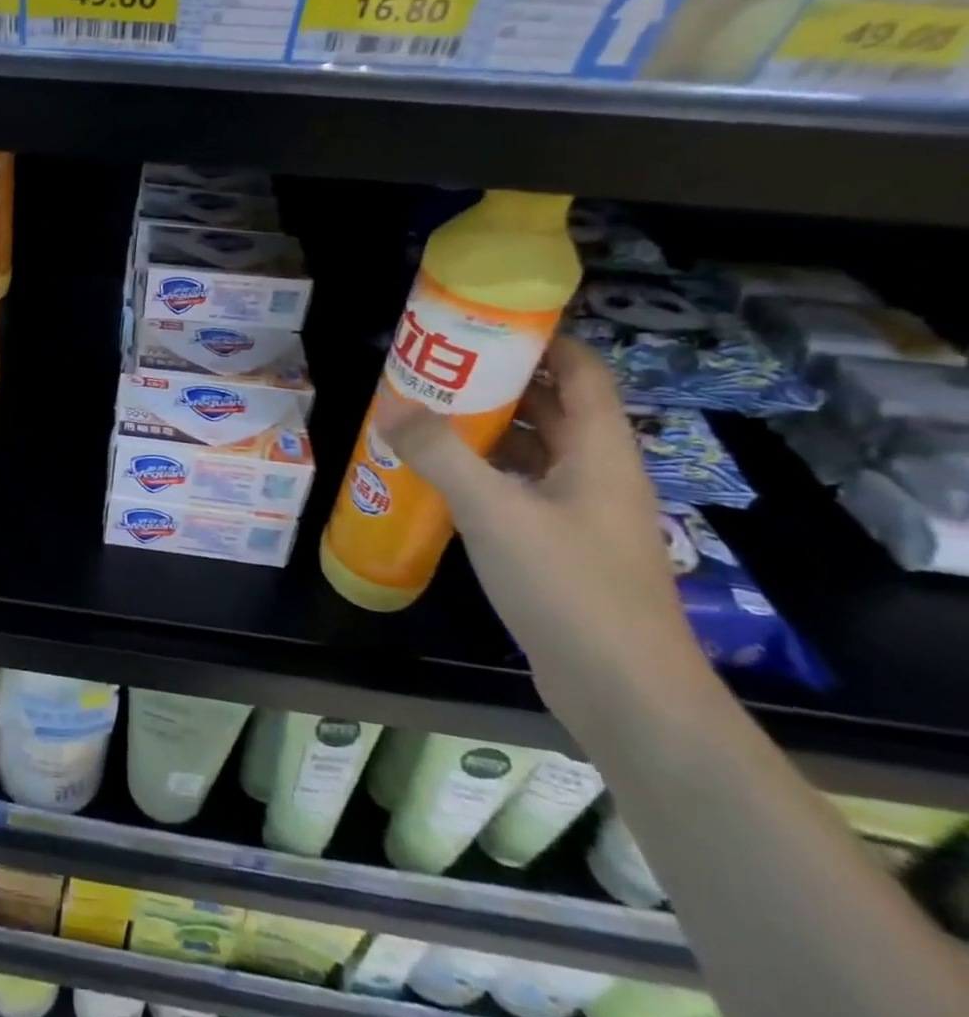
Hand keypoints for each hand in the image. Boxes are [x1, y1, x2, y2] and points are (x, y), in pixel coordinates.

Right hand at [373, 336, 707, 713]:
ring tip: (428, 413)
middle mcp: (598, 474)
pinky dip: (486, 473)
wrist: (625, 693)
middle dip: (500, 381)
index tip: (485, 323)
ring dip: (489, 428)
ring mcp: (582, 514)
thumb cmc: (569, 587)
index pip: (582, 371)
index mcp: (600, 451)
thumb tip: (391, 404)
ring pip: (536, 450)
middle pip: (554, 407)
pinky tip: (442, 478)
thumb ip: (440, 454)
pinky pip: (522, 489)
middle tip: (437, 366)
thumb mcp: (495, 512)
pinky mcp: (563, 548)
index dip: (543, 340)